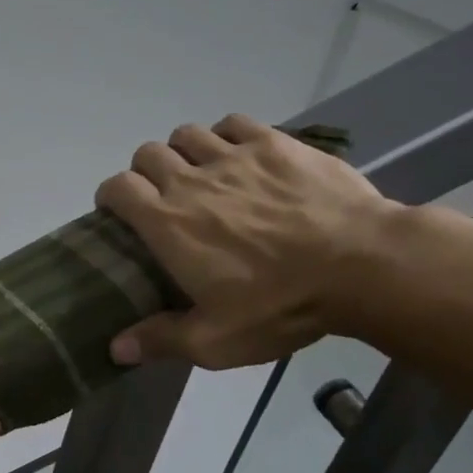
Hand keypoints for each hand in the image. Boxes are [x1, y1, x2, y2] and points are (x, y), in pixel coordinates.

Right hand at [94, 114, 394, 368]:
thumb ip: (160, 340)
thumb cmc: (279, 305)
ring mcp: (235, 156)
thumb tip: (114, 349)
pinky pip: (234, 123)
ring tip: (199, 174)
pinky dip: (225, 136)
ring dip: (182, 152)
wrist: (361, 265)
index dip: (110, 196)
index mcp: (167, 223)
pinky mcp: (275, 143)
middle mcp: (191, 180)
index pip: (118, 188)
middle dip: (145, 172)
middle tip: (162, 198)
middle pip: (147, 154)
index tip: (117, 213)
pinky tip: (238, 156)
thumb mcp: (215, 340)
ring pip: (187, 134)